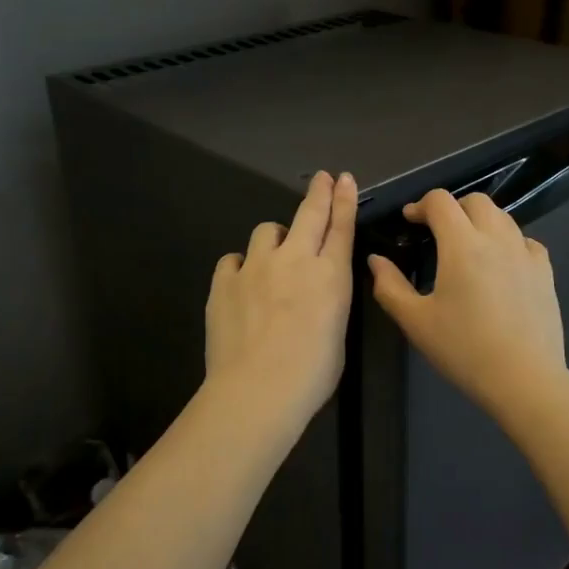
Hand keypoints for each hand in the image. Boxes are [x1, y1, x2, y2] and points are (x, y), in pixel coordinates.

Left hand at [204, 171, 357, 427]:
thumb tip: (317, 294)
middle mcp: (295, 260)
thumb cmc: (311, 374)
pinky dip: (241, 265)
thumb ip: (328, 302)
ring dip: (275, 236)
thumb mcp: (336, 333)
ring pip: (266, 231)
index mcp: (330, 275)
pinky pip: (233, 259)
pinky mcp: (224, 282)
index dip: (344, 200)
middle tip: (322, 178)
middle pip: (309, 214)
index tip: (344, 179)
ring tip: (275, 254)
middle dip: (318, 193)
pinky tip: (242, 280)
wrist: (257, 390)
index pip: (341, 227)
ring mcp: (255, 267)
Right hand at [366, 189, 566, 418]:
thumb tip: (375, 260)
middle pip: (476, 201)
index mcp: (462, 245)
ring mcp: (526, 254)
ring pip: (503, 217)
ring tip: (468, 246)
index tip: (410, 220)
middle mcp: (497, 238)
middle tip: (438, 231)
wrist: (524, 379)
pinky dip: (508, 241)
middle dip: (453, 207)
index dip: (421, 205)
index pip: (441, 202)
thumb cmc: (464, 350)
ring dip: (481, 221)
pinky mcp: (545, 272)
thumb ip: (390, 286)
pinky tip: (501, 264)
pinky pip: (525, 241)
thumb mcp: (415, 322)